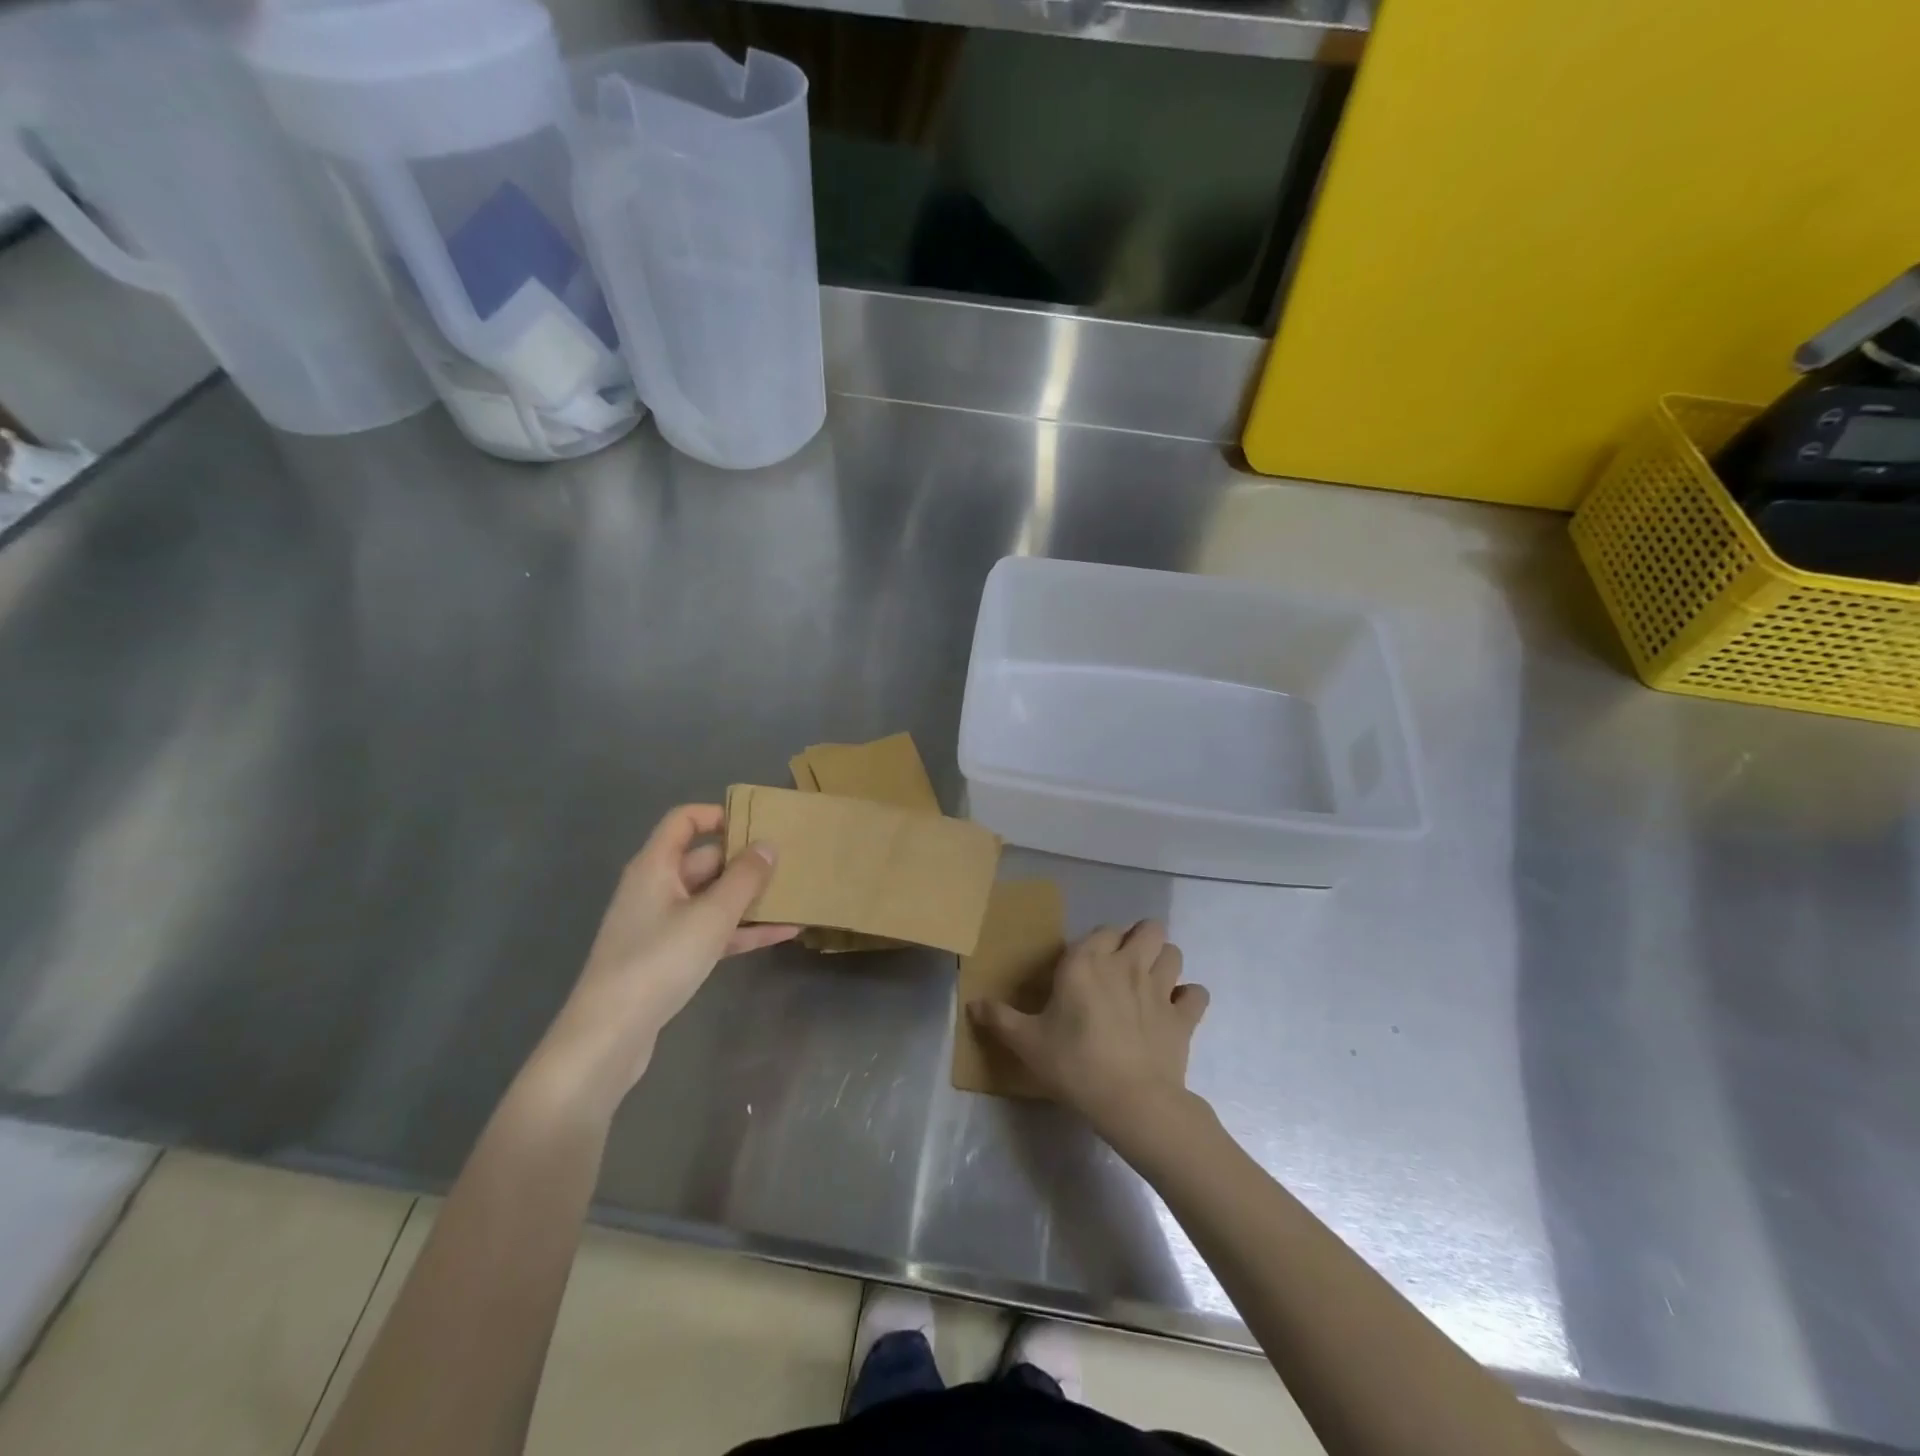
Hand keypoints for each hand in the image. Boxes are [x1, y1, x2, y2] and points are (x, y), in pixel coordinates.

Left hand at [532, 805, 796, 1113]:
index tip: (757, 824)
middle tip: (790, 862)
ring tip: (795, 895)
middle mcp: (657, 887)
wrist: (609, 1035)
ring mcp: (662, 924)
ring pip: (713, 898)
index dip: (718, 815)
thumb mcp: (711, 916)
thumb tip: (768, 845)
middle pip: (705, 860)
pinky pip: (712, 931)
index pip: (684, 820)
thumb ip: (745, 878)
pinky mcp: (670, 956)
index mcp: (656, 866)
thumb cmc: (659, 961)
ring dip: (750, 899)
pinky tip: (784, 933)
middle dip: (746, 861)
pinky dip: (743, 931)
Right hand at [969, 920, 1208, 1144]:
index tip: (1087, 965)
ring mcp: (1160, 988)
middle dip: (1140, 939)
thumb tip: (971, 1004)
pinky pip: (1197, 994)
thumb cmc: (1074, 1064)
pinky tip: (1177, 1011)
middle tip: (1124, 965)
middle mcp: (1127, 964)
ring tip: (1150, 982)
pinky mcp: (1184, 1017)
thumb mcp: (1026, 1043)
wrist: (1130, 1101)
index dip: (1098, 942)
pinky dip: (1189, 999)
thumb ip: (999, 1018)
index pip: (1101, 931)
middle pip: (1147, 929)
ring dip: (1164, 962)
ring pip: (1174, 952)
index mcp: (1087, 962)